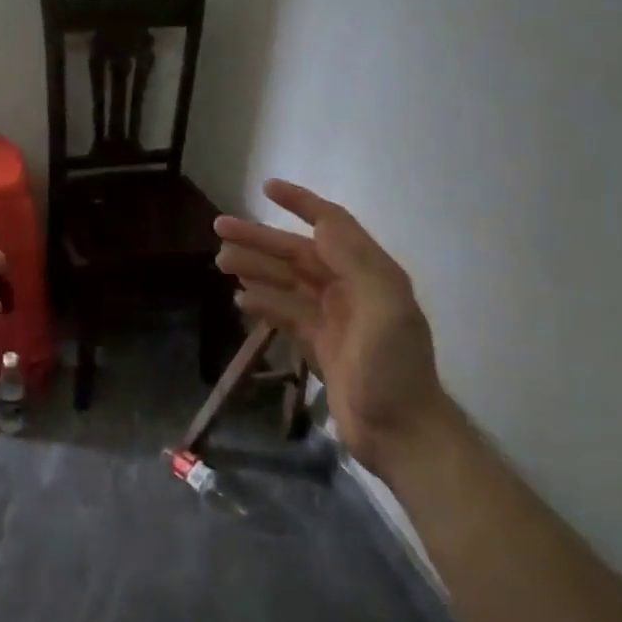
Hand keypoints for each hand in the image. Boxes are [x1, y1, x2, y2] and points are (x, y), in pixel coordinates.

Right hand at [214, 179, 449, 473]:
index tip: (266, 188)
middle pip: (299, 253)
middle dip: (261, 239)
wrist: (401, 434)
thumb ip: (356, 262)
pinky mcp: (320, 345)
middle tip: (219, 228)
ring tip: (220, 261)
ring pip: (287, 282)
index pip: (332, 226)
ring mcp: (334, 318)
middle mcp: (351, 289)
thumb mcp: (385, 308)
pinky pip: (286, 314)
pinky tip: (240, 300)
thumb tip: (321, 223)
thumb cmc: (393, 369)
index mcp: (370, 274)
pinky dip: (264, 303)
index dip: (301, 203)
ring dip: (256, 268)